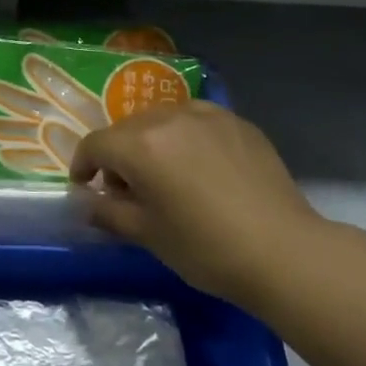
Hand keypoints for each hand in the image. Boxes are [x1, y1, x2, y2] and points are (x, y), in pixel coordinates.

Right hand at [70, 100, 325, 309]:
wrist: (283, 251)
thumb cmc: (206, 248)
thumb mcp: (148, 235)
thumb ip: (109, 213)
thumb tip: (88, 203)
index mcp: (141, 145)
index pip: (96, 144)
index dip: (83, 165)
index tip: (86, 188)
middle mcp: (169, 117)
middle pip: (128, 129)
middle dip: (119, 156)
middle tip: (128, 191)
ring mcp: (206, 114)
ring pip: (162, 120)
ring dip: (152, 143)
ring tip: (166, 177)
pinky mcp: (236, 121)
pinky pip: (196, 121)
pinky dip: (186, 139)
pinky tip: (201, 169)